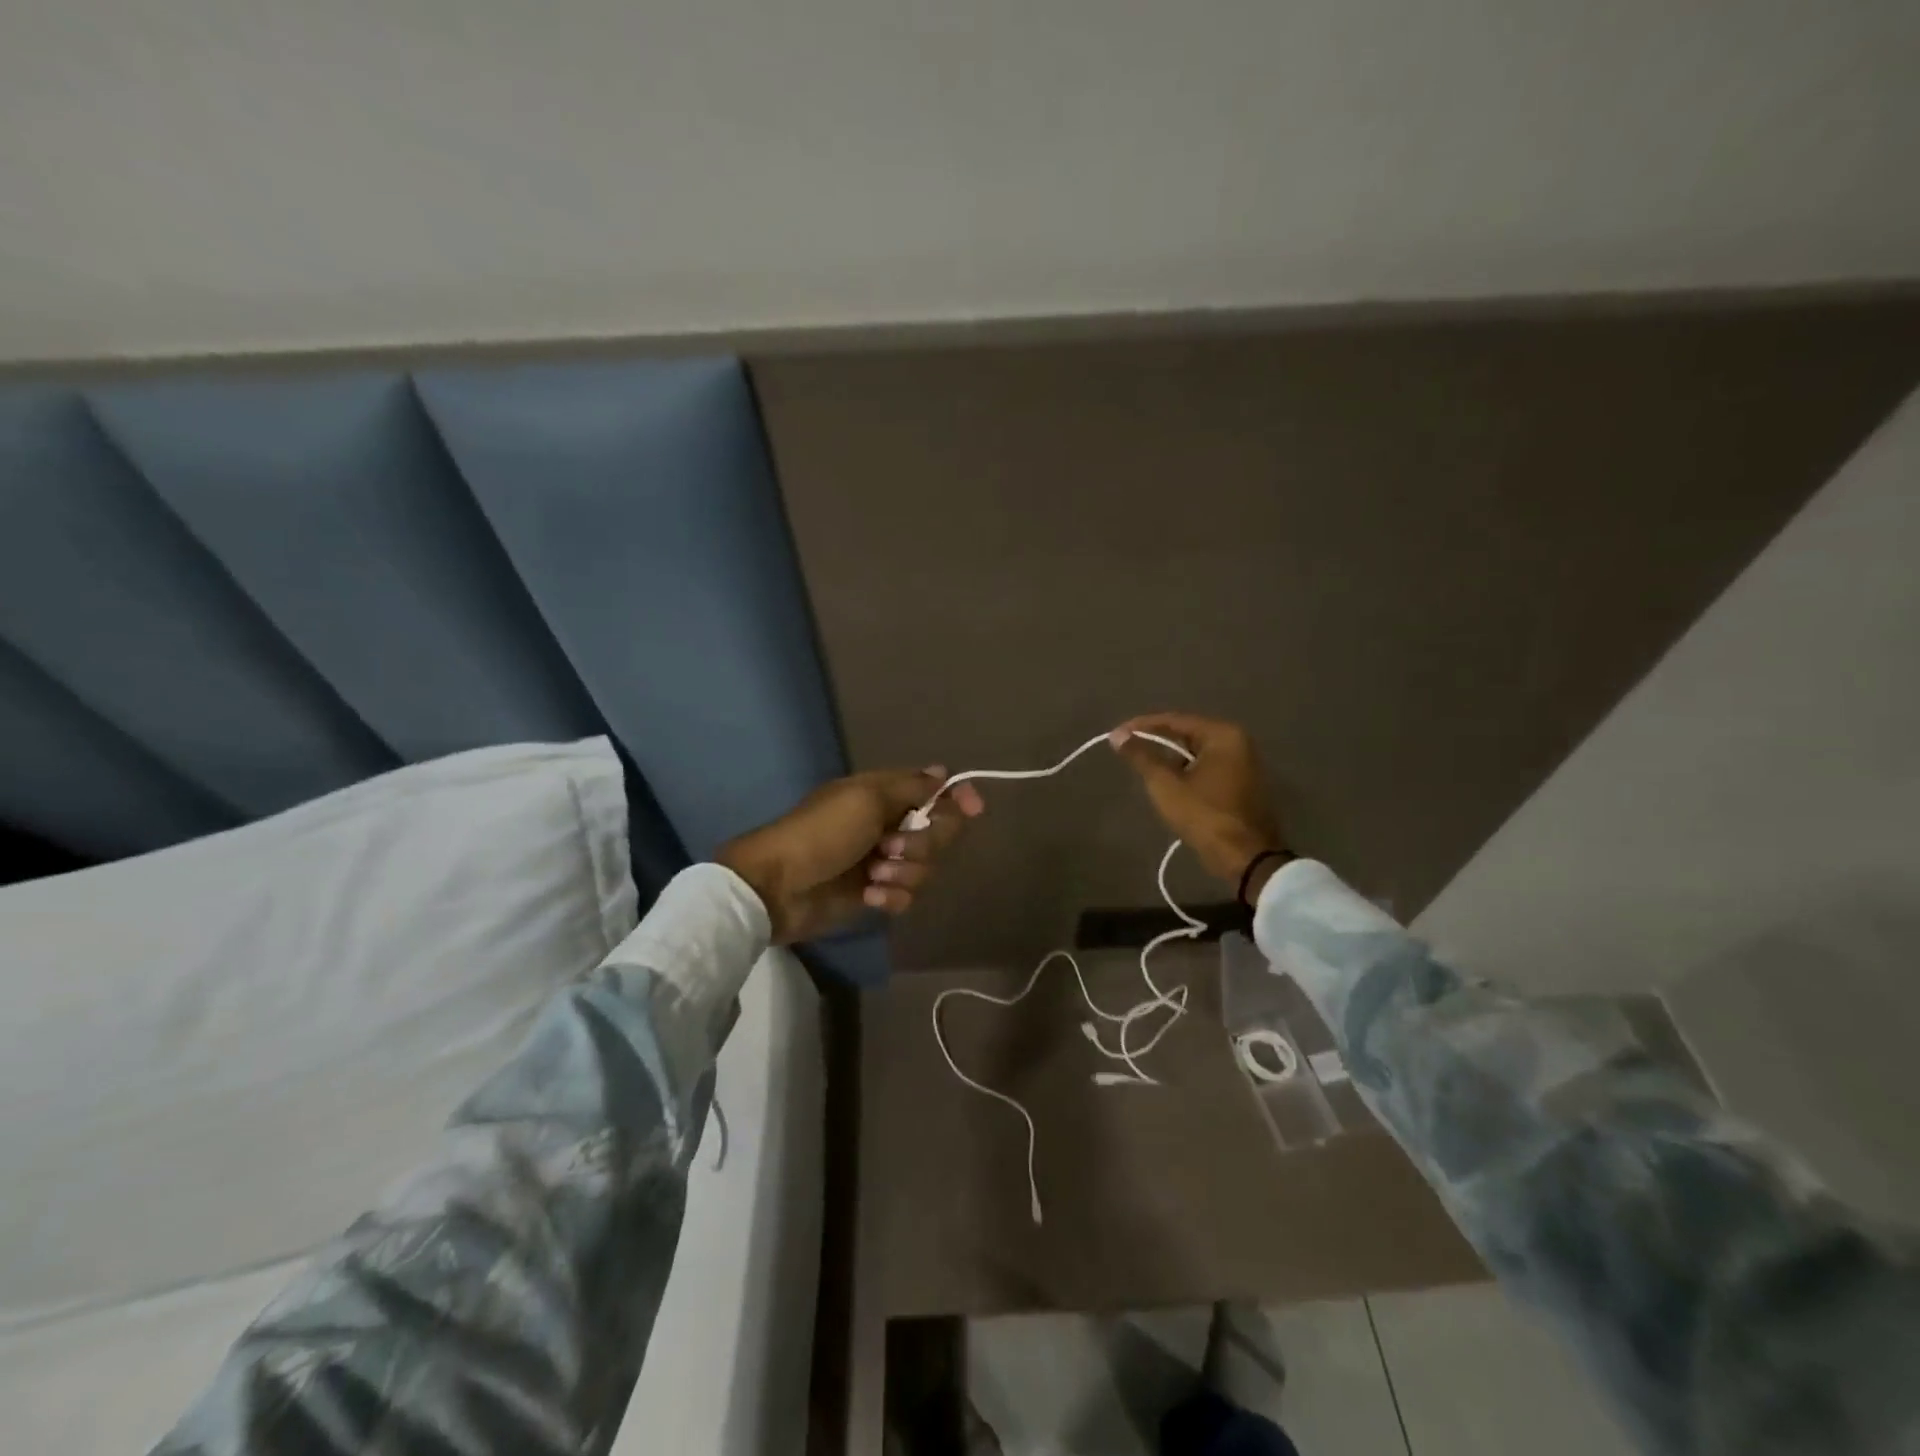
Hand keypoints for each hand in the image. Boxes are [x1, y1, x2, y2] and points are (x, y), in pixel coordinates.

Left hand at [717, 768, 984, 943]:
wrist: (777, 887)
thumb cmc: (822, 833)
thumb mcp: (867, 799)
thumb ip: (912, 787)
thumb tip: (943, 772)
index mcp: (884, 794)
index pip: (934, 790)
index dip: (956, 798)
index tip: (974, 809)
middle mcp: (887, 824)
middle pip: (937, 832)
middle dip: (922, 843)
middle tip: (890, 847)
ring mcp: (881, 860)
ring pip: (925, 866)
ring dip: (905, 871)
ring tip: (873, 875)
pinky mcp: (875, 892)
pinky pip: (907, 893)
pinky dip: (893, 895)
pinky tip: (871, 896)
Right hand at [1109, 712, 1286, 893]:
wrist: (1246, 859)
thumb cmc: (1205, 816)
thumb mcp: (1166, 785)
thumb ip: (1141, 757)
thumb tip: (1118, 736)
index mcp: (1223, 735)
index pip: (1175, 720)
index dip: (1141, 726)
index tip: (1116, 734)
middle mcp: (1238, 742)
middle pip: (1187, 734)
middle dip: (1156, 743)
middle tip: (1128, 750)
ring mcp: (1244, 764)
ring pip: (1197, 753)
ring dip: (1171, 760)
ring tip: (1144, 769)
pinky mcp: (1243, 783)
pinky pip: (1208, 768)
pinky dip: (1187, 772)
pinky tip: (1169, 785)